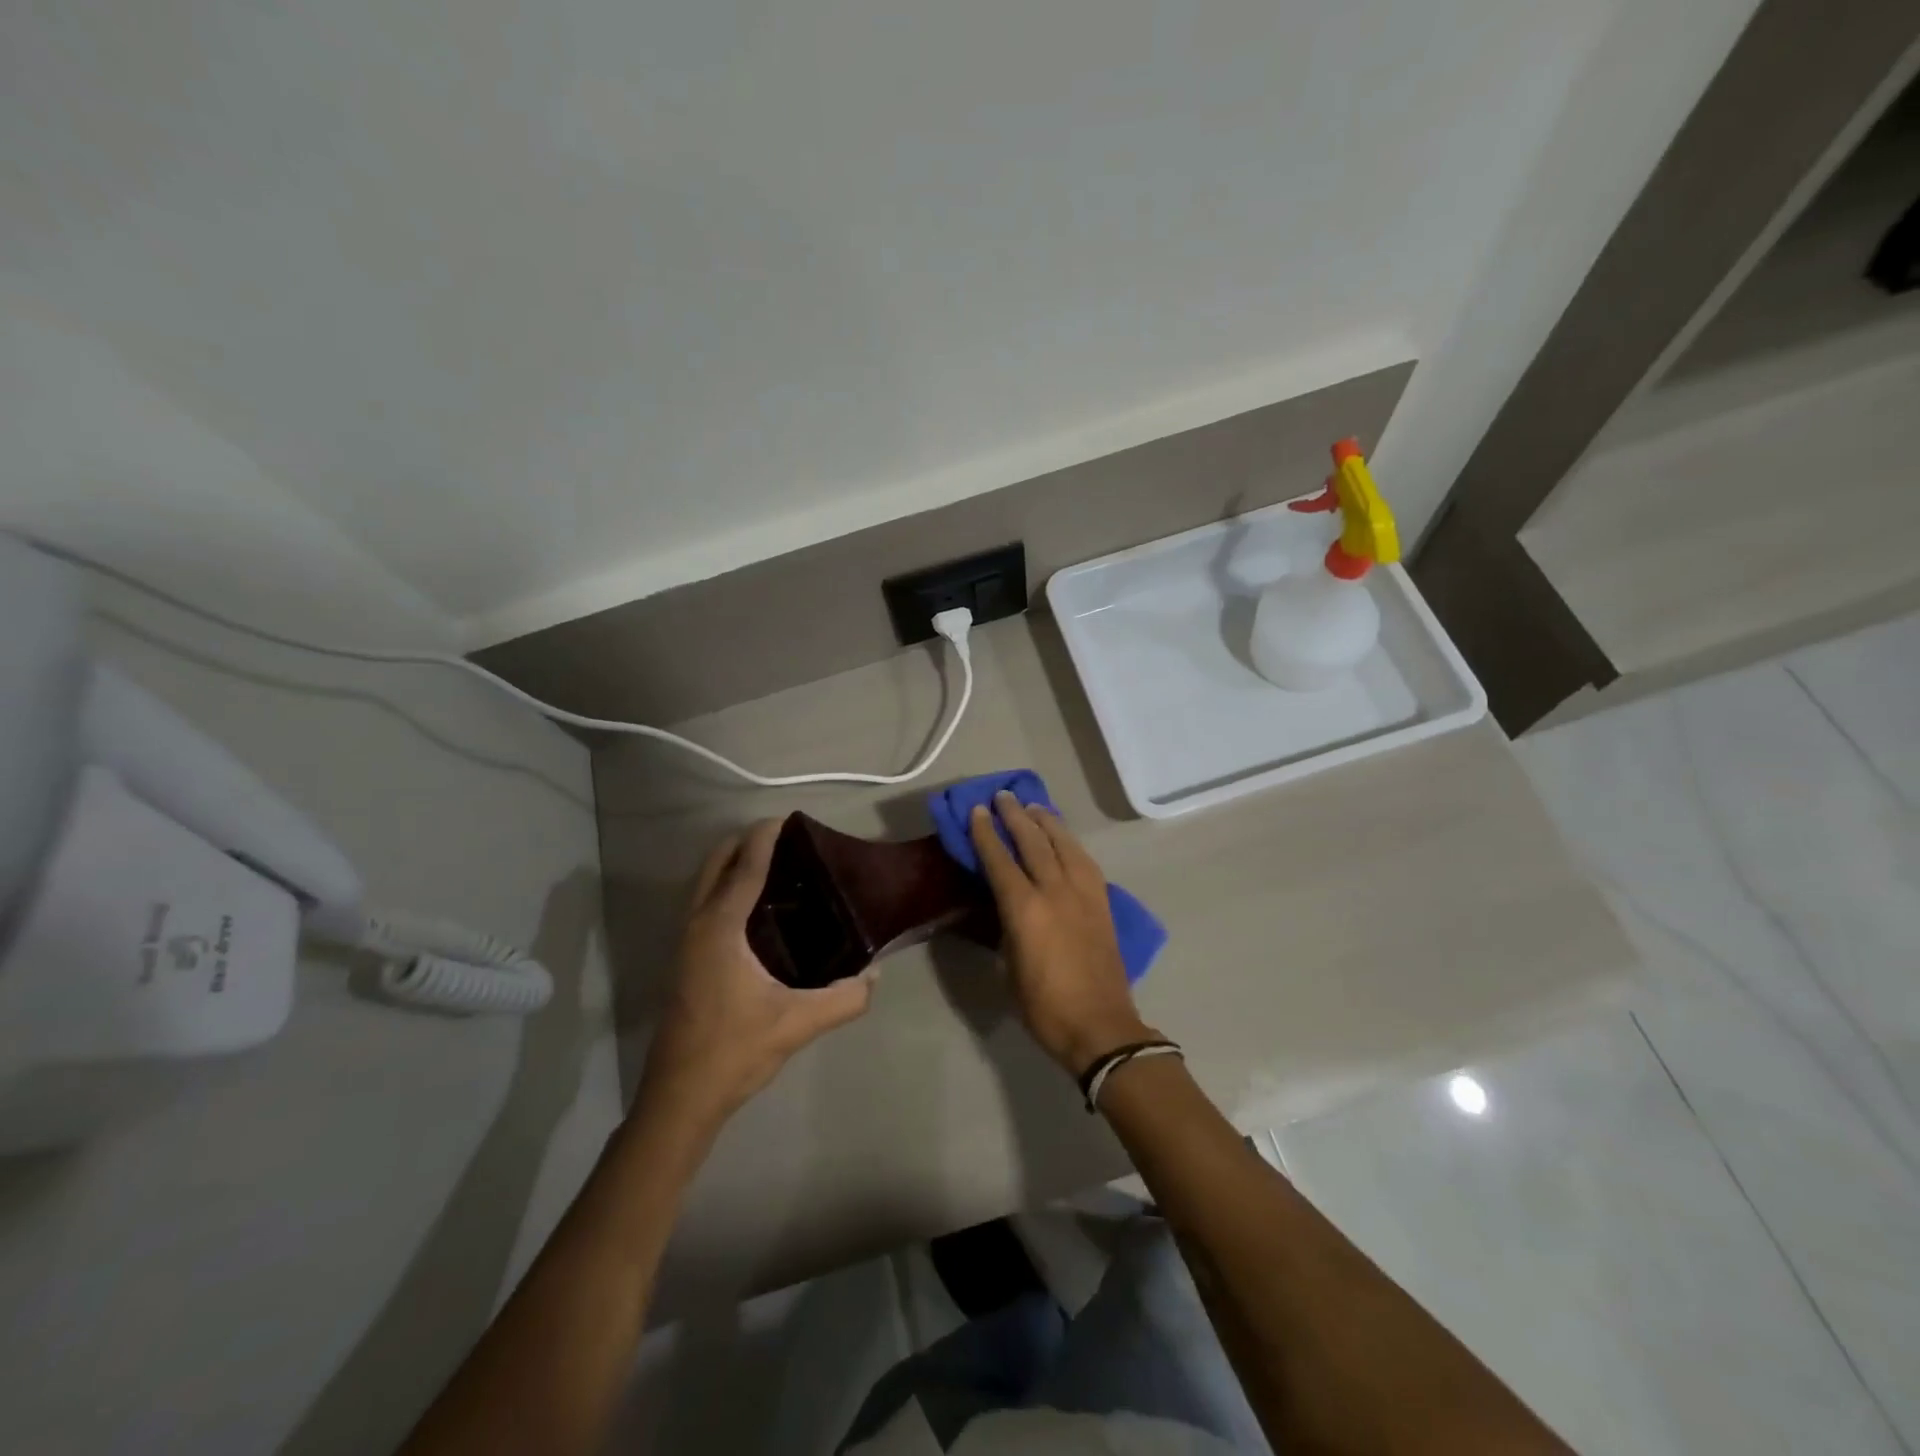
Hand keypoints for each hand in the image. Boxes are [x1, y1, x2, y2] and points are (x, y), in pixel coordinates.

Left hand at [637, 820, 873, 1133]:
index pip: (745, 867)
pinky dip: (725, 888)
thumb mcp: (798, 1024)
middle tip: (784, 840)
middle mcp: (697, 925)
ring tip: (774, 866)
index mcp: (720, 928)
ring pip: (705, 884)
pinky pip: (704, 904)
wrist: (680, 1097)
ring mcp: (685, 943)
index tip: (787, 818)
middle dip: (744, 843)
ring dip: (732, 865)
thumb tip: (875, 974)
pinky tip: (755, 910)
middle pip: (716, 864)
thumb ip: (844, 998)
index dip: (765, 838)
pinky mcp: (684, 961)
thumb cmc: (735, 1050)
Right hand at [970, 792, 1154, 1074]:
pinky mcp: (1102, 902)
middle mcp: (1055, 891)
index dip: (987, 834)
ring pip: (1064, 844)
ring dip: (1047, 822)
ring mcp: (1084, 894)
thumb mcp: (1010, 968)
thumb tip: (1004, 905)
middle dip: (1016, 816)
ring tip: (1034, 806)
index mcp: (1025, 910)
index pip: (1000, 860)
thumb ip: (1006, 928)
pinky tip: (1064, 838)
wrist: (1100, 1026)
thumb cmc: (1044, 1006)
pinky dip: (1070, 843)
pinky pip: (1085, 861)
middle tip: (1004, 796)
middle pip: (1034, 842)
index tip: (978, 811)